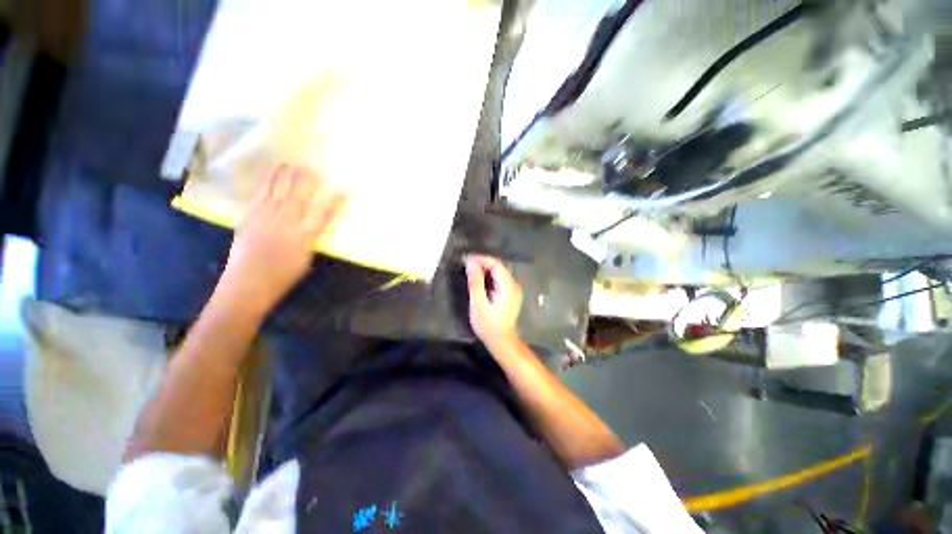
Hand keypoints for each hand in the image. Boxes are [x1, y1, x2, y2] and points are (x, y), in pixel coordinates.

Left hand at [219, 165, 343, 314]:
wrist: (246, 285)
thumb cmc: (282, 278)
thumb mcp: (305, 261)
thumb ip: (309, 240)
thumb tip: (312, 226)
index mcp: (304, 237)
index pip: (323, 215)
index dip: (334, 203)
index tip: (343, 192)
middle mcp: (285, 224)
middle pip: (299, 198)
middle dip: (306, 182)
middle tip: (312, 168)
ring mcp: (265, 218)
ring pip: (278, 193)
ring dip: (285, 177)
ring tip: (290, 164)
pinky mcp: (248, 218)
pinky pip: (259, 197)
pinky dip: (265, 185)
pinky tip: (270, 177)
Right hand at [465, 255, 523, 348]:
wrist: (501, 342)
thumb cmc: (488, 325)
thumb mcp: (478, 304)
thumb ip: (475, 282)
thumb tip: (471, 262)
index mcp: (508, 286)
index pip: (496, 264)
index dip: (481, 259)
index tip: (466, 259)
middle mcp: (514, 284)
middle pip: (498, 266)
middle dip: (482, 263)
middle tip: (465, 265)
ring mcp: (514, 289)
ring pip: (499, 272)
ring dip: (484, 269)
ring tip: (469, 271)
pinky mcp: (510, 293)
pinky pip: (499, 279)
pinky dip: (488, 276)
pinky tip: (479, 280)